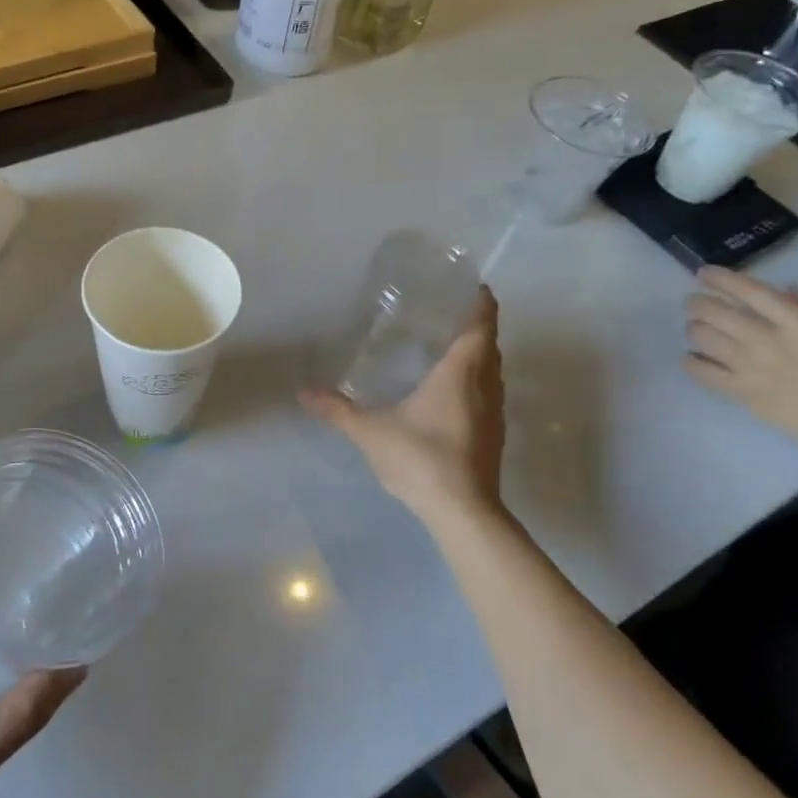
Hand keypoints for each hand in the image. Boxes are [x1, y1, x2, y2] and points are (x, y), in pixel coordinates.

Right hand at [301, 288, 505, 522]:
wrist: (463, 511)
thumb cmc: (421, 458)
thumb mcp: (371, 432)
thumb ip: (338, 410)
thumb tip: (304, 393)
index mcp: (461, 373)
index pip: (480, 326)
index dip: (480, 303)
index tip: (473, 286)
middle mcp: (485, 386)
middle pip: (489, 346)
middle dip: (476, 326)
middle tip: (448, 313)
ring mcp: (494, 413)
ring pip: (493, 371)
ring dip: (479, 355)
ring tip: (449, 347)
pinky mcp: (494, 436)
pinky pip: (489, 393)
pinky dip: (477, 381)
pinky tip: (452, 393)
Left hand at [684, 268, 797, 471]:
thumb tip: (778, 290)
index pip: (749, 291)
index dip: (720, 278)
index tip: (703, 273)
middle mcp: (768, 340)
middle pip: (715, 312)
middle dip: (697, 303)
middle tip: (694, 303)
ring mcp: (750, 367)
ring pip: (702, 337)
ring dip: (693, 328)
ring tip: (696, 328)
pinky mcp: (740, 393)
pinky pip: (700, 371)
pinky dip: (690, 360)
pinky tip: (692, 357)